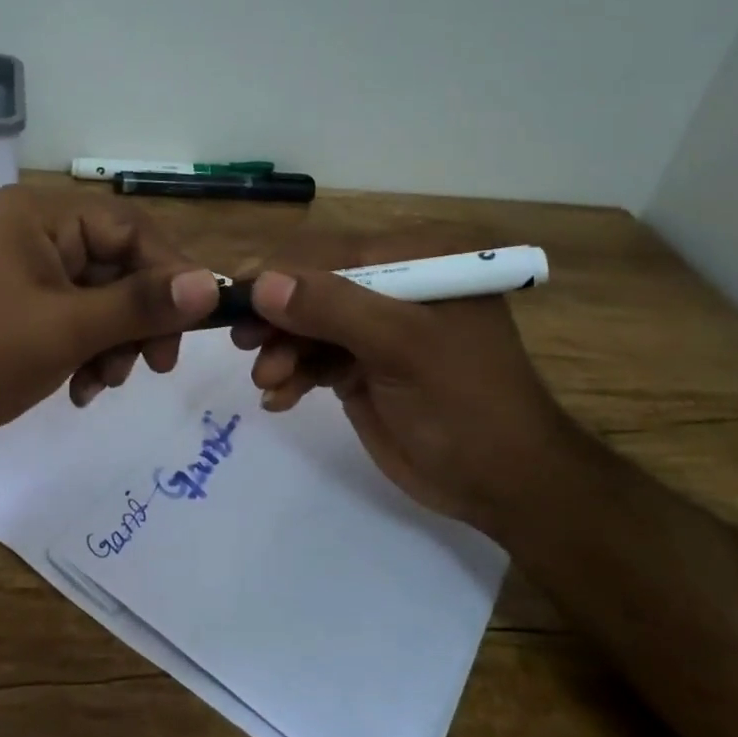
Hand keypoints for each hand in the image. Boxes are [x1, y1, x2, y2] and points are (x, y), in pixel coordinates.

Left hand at [0, 186, 219, 459]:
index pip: (131, 229)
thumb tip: (213, 285)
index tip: (194, 324)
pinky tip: (82, 389)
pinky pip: (75, 319)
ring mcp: (25, 271)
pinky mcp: (20, 306)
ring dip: (115, 343)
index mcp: (41, 216)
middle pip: (118, 266)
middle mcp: (35, 232)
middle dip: (138, 320)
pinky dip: (88, 352)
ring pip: (101, 299)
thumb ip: (142, 305)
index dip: (170, 274)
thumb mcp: (67, 329)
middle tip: (156, 365)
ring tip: (104, 383)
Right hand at [232, 230, 572, 532]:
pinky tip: (279, 399)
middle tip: (244, 345)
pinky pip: (313, 358)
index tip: (234, 299)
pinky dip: (291, 375)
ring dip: (280, 351)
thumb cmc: (465, 403)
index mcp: (417, 260)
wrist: (503, 484)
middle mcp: (394, 285)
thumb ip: (333, 309)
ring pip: (306, 325)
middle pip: (313, 287)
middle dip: (278, 318)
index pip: (332, 252)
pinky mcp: (362, 366)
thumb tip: (262, 284)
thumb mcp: (402, 347)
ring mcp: (376, 329)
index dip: (280, 273)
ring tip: (268, 383)